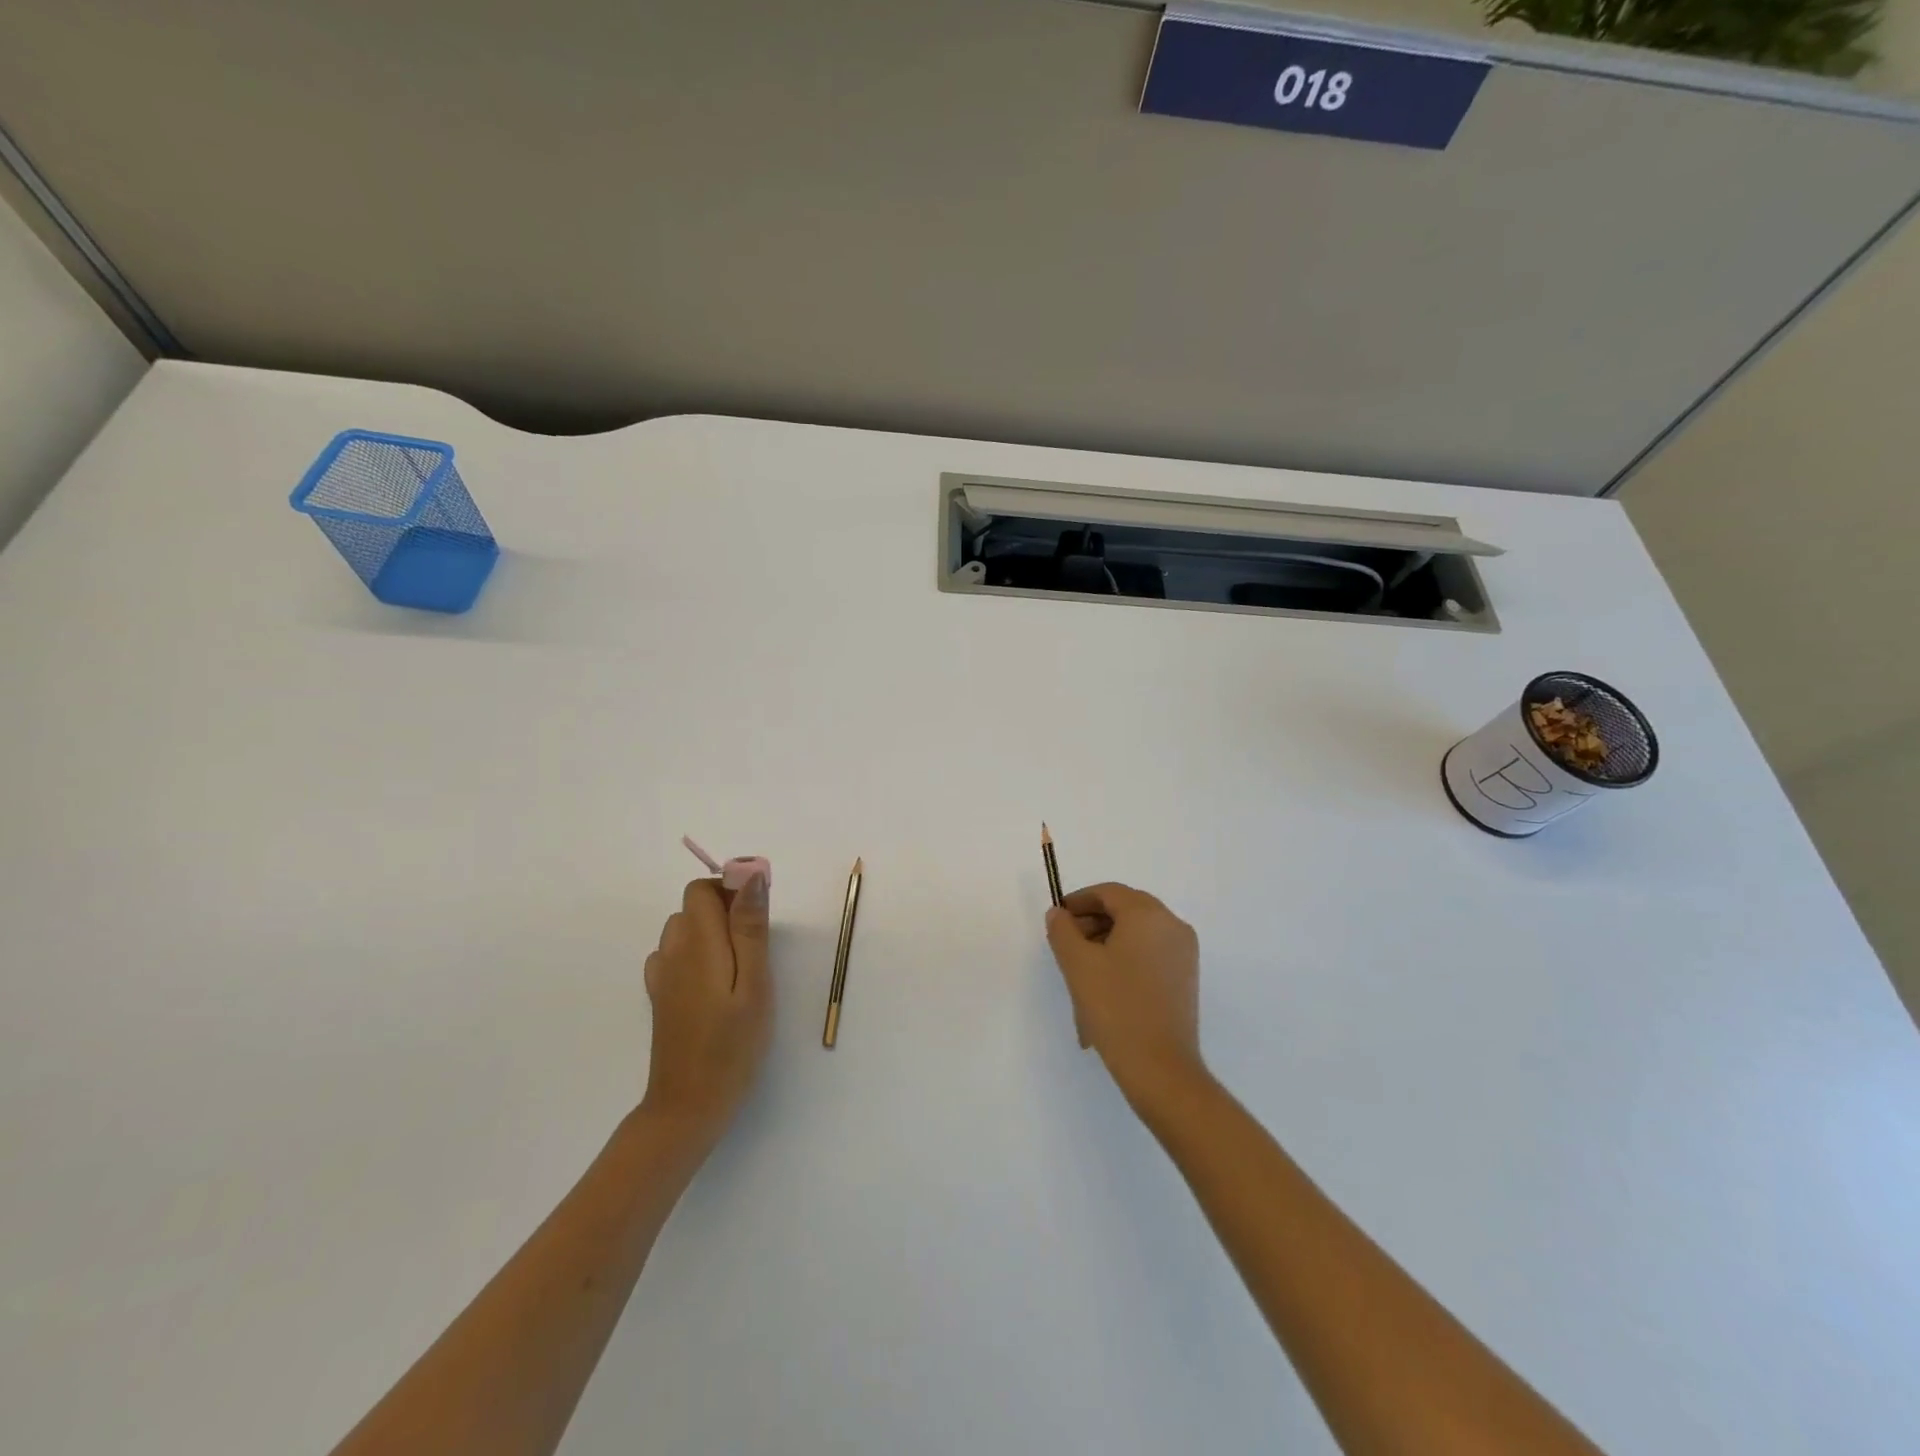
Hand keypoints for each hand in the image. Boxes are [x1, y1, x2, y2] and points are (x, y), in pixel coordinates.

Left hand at [640, 876, 772, 1138]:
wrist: (688, 1106)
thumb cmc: (732, 1045)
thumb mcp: (755, 984)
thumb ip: (750, 929)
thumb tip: (751, 877)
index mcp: (698, 944)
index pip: (702, 889)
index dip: (731, 889)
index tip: (759, 915)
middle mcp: (672, 952)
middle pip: (693, 906)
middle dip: (726, 910)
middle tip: (757, 949)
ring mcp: (662, 976)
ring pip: (683, 929)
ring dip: (711, 932)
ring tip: (740, 968)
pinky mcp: (661, 997)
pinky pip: (675, 955)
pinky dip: (696, 955)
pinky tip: (714, 984)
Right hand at [1045, 883, 1206, 1106]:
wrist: (1159, 1067)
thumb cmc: (1115, 1007)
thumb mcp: (1077, 964)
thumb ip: (1062, 930)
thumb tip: (1059, 914)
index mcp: (1148, 914)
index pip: (1109, 892)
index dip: (1079, 901)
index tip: (1057, 919)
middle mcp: (1172, 925)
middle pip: (1125, 910)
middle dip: (1092, 922)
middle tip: (1066, 944)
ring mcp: (1184, 952)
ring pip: (1138, 933)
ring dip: (1107, 942)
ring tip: (1082, 971)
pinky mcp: (1186, 977)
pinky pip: (1150, 953)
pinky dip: (1126, 958)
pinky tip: (1105, 986)